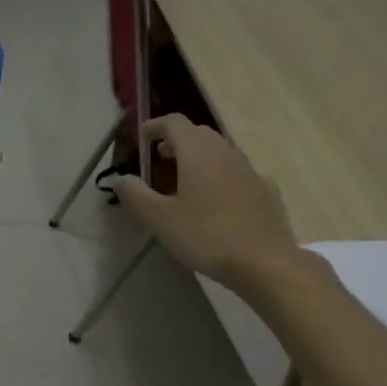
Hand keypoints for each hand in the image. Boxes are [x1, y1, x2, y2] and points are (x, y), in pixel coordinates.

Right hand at [110, 115, 297, 289]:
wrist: (265, 263)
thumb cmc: (207, 236)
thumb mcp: (161, 219)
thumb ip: (136, 195)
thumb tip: (120, 178)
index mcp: (198, 152)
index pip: (174, 122)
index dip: (155, 126)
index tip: (143, 138)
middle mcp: (226, 152)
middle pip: (199, 134)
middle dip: (177, 141)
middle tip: (160, 160)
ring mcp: (250, 170)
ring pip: (221, 152)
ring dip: (200, 158)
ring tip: (185, 182)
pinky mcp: (267, 191)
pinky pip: (239, 174)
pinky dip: (223, 177)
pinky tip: (219, 202)